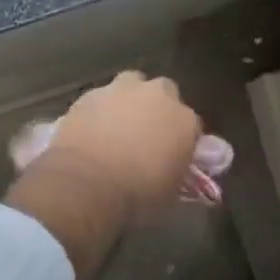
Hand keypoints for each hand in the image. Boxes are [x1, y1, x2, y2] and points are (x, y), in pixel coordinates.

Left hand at [7, 72, 203, 279]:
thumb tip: (174, 166)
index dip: (182, 140)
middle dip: (157, 107)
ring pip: (131, 85)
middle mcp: (157, 95)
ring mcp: (122, 89)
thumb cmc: (137, 195)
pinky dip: (100, 110)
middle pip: (163, 92)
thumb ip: (177, 170)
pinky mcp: (91, 93)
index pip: (192, 125)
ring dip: (128, 101)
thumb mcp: (170, 193)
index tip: (174, 155)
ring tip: (117, 127)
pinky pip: (101, 98)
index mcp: (184, 120)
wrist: (87, 183)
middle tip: (146, 133)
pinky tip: (92, 130)